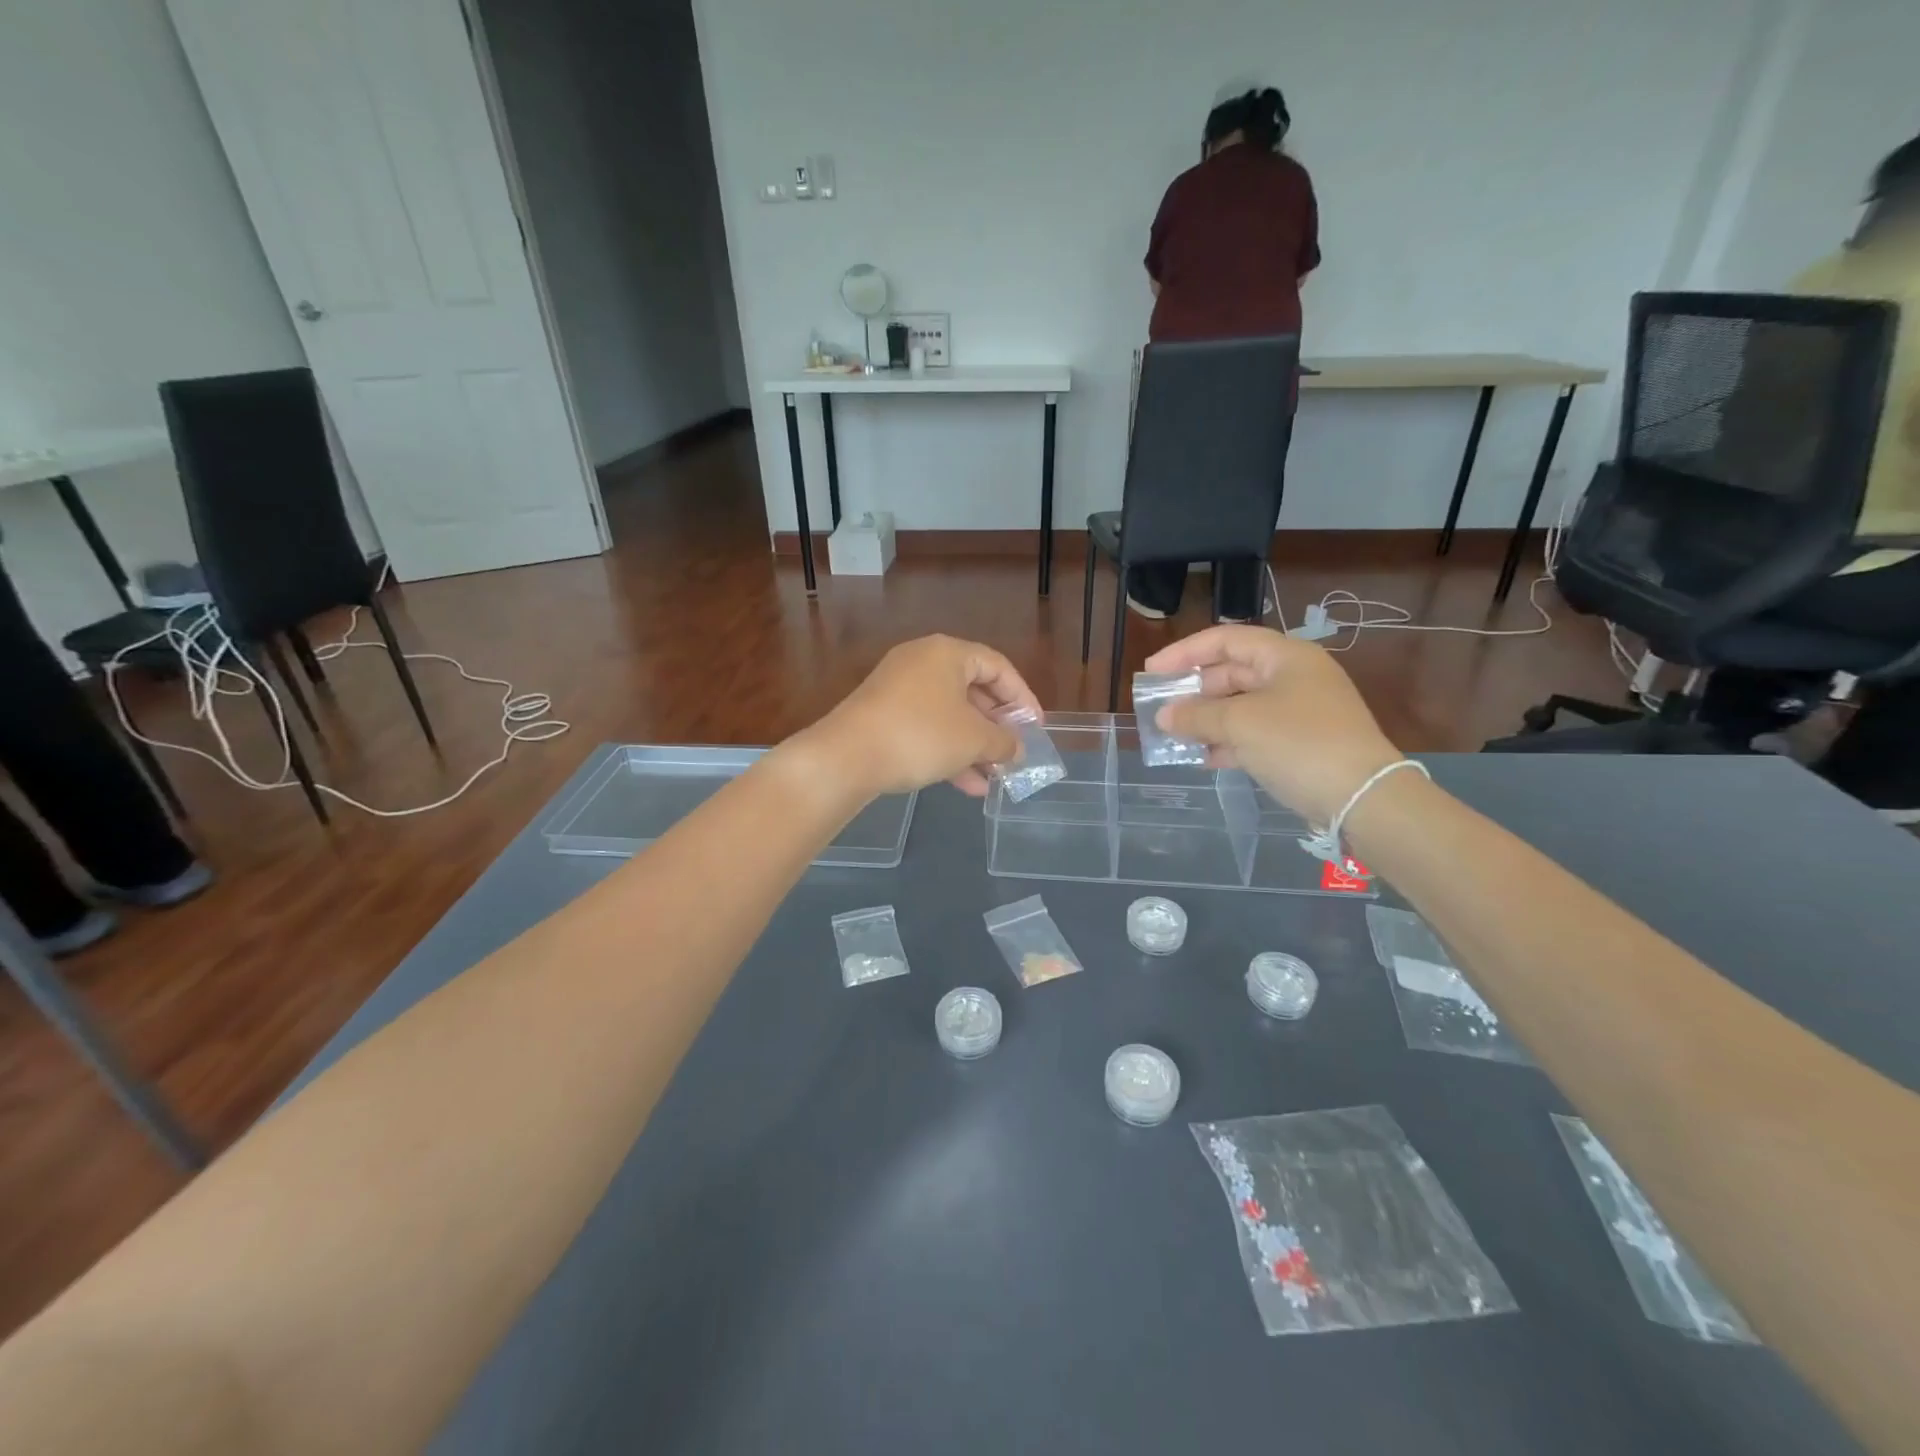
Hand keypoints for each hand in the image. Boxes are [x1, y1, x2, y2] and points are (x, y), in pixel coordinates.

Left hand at [812, 635, 1037, 797]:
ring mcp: (898, 689)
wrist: (846, 757)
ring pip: (949, 715)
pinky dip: (948, 751)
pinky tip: (966, 786)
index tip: (1035, 728)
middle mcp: (922, 662)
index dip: (1022, 698)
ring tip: (995, 777)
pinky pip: (926, 728)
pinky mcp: (882, 716)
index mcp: (947, 653)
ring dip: (974, 746)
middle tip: (1014, 752)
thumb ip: (1004, 742)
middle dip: (996, 726)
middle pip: (972, 690)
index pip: (998, 666)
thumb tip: (1017, 749)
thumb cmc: (921, 735)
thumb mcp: (973, 740)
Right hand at [1143, 625, 1400, 823]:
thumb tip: (1164, 716)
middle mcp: (1294, 677)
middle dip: (1193, 690)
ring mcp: (1299, 712)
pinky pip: (1253, 734)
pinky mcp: (1300, 744)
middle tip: (1160, 707)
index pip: (1226, 640)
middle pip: (1232, 672)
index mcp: (1286, 657)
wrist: (1362, 798)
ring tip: (1173, 735)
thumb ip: (1197, 715)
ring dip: (1206, 719)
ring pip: (1241, 706)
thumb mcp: (1240, 724)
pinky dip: (1226, 742)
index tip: (1152, 671)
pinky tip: (1202, 758)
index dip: (1185, 653)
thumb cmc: (1299, 743)